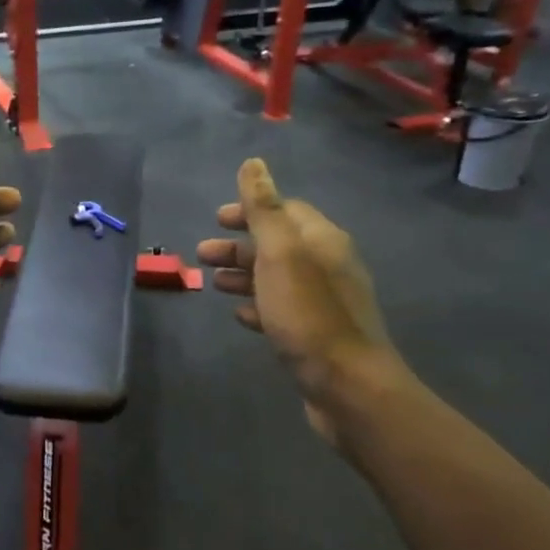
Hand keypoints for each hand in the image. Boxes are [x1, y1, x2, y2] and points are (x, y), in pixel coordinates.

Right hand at [198, 159, 409, 444]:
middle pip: (277, 245)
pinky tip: (239, 314)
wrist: (347, 386)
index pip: (286, 211)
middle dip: (239, 245)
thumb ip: (264, 209)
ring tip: (212, 283)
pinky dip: (258, 305)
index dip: (250, 210)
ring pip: (276, 278)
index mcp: (322, 240)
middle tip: (202, 253)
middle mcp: (327, 266)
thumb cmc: (308, 315)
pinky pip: (281, 310)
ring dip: (243, 275)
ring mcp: (322, 303)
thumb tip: (254, 163)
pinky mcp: (315, 335)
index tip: (217, 218)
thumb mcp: (281, 254)